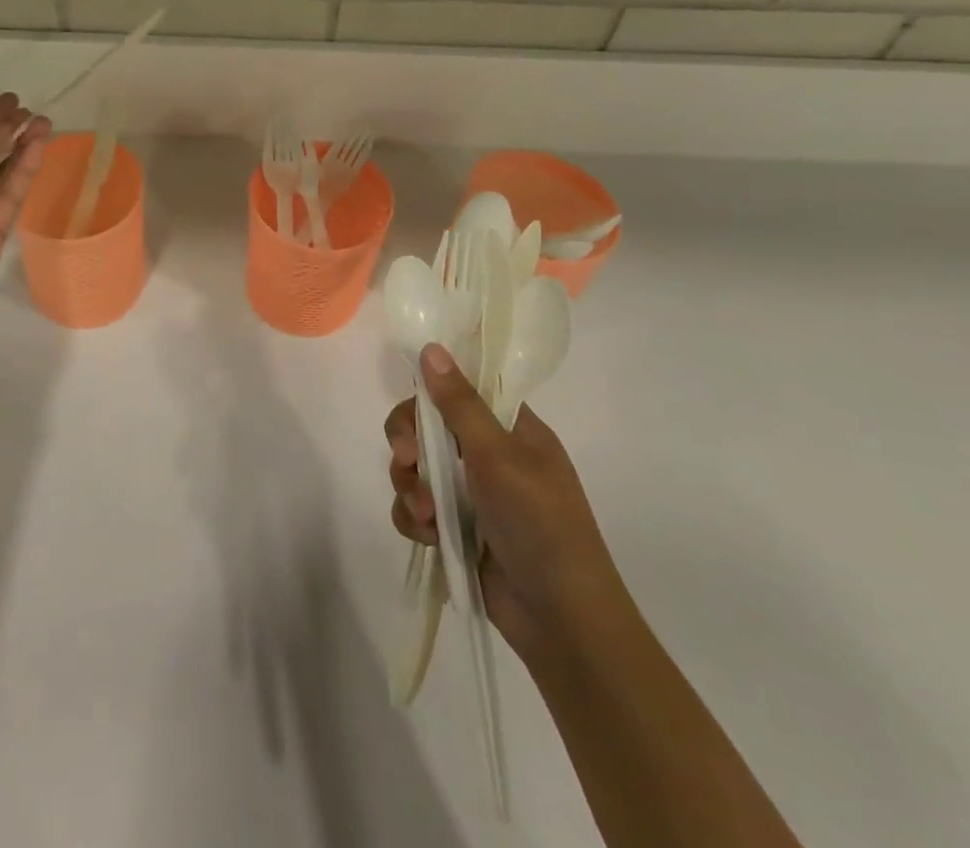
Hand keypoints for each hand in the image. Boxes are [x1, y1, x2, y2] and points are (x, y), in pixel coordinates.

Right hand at [386, 343, 629, 663]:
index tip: (415, 411)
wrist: (562, 620)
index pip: (460, 392)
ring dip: (411, 486)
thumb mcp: (498, 456)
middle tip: (407, 460)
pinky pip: (416, 508)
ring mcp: (471, 495)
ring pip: (416, 469)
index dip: (430, 396)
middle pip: (427, 428)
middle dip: (410, 444)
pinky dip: (415, 519)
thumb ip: (459, 404)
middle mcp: (489, 456)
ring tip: (426, 515)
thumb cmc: (540, 524)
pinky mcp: (456, 530)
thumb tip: (430, 348)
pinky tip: (428, 536)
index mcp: (512, 431)